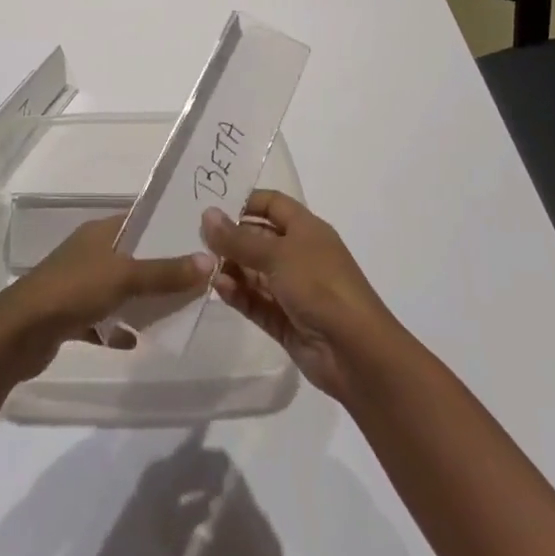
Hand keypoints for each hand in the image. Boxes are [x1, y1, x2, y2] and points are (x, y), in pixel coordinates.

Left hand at [0, 215, 211, 380]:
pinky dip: (117, 328)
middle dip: (160, 266)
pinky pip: (102, 319)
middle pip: (132, 255)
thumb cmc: (74, 290)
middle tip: (195, 277)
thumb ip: (165, 272)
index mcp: (100, 232)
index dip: (166, 225)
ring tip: (175, 310)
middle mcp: (89, 253)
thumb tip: (209, 260)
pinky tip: (134, 340)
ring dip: (141, 299)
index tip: (198, 235)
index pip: (139, 220)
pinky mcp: (69, 316)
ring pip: (118, 288)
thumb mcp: (125, 277)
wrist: (20, 333)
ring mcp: (78, 284)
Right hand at [201, 191, 394, 401]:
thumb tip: (207, 214)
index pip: (272, 204)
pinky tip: (219, 289)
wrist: (356, 352)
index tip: (213, 208)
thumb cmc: (320, 286)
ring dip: (232, 268)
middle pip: (259, 239)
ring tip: (204, 267)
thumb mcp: (277, 255)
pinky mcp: (286, 321)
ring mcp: (293, 290)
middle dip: (232, 239)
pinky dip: (238, 295)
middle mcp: (300, 255)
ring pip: (255, 272)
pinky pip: (256, 302)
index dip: (245, 202)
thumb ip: (238, 239)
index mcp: (306, 230)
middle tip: (198, 240)